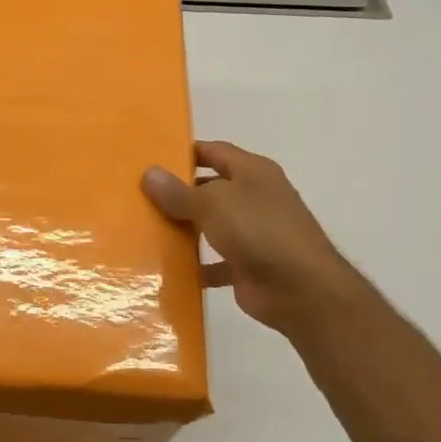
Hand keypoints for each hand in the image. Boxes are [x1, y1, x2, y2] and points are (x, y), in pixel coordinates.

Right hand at [142, 140, 359, 337]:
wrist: (300, 290)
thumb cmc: (259, 231)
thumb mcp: (213, 203)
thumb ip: (179, 191)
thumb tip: (149, 173)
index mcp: (253, 172)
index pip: (215, 151)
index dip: (185, 153)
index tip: (152, 160)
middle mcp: (255, 198)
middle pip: (210, 189)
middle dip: (179, 193)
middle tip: (140, 197)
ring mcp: (253, 234)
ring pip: (211, 225)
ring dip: (184, 229)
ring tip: (146, 230)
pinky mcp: (248, 266)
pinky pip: (214, 262)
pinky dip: (195, 265)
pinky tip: (167, 268)